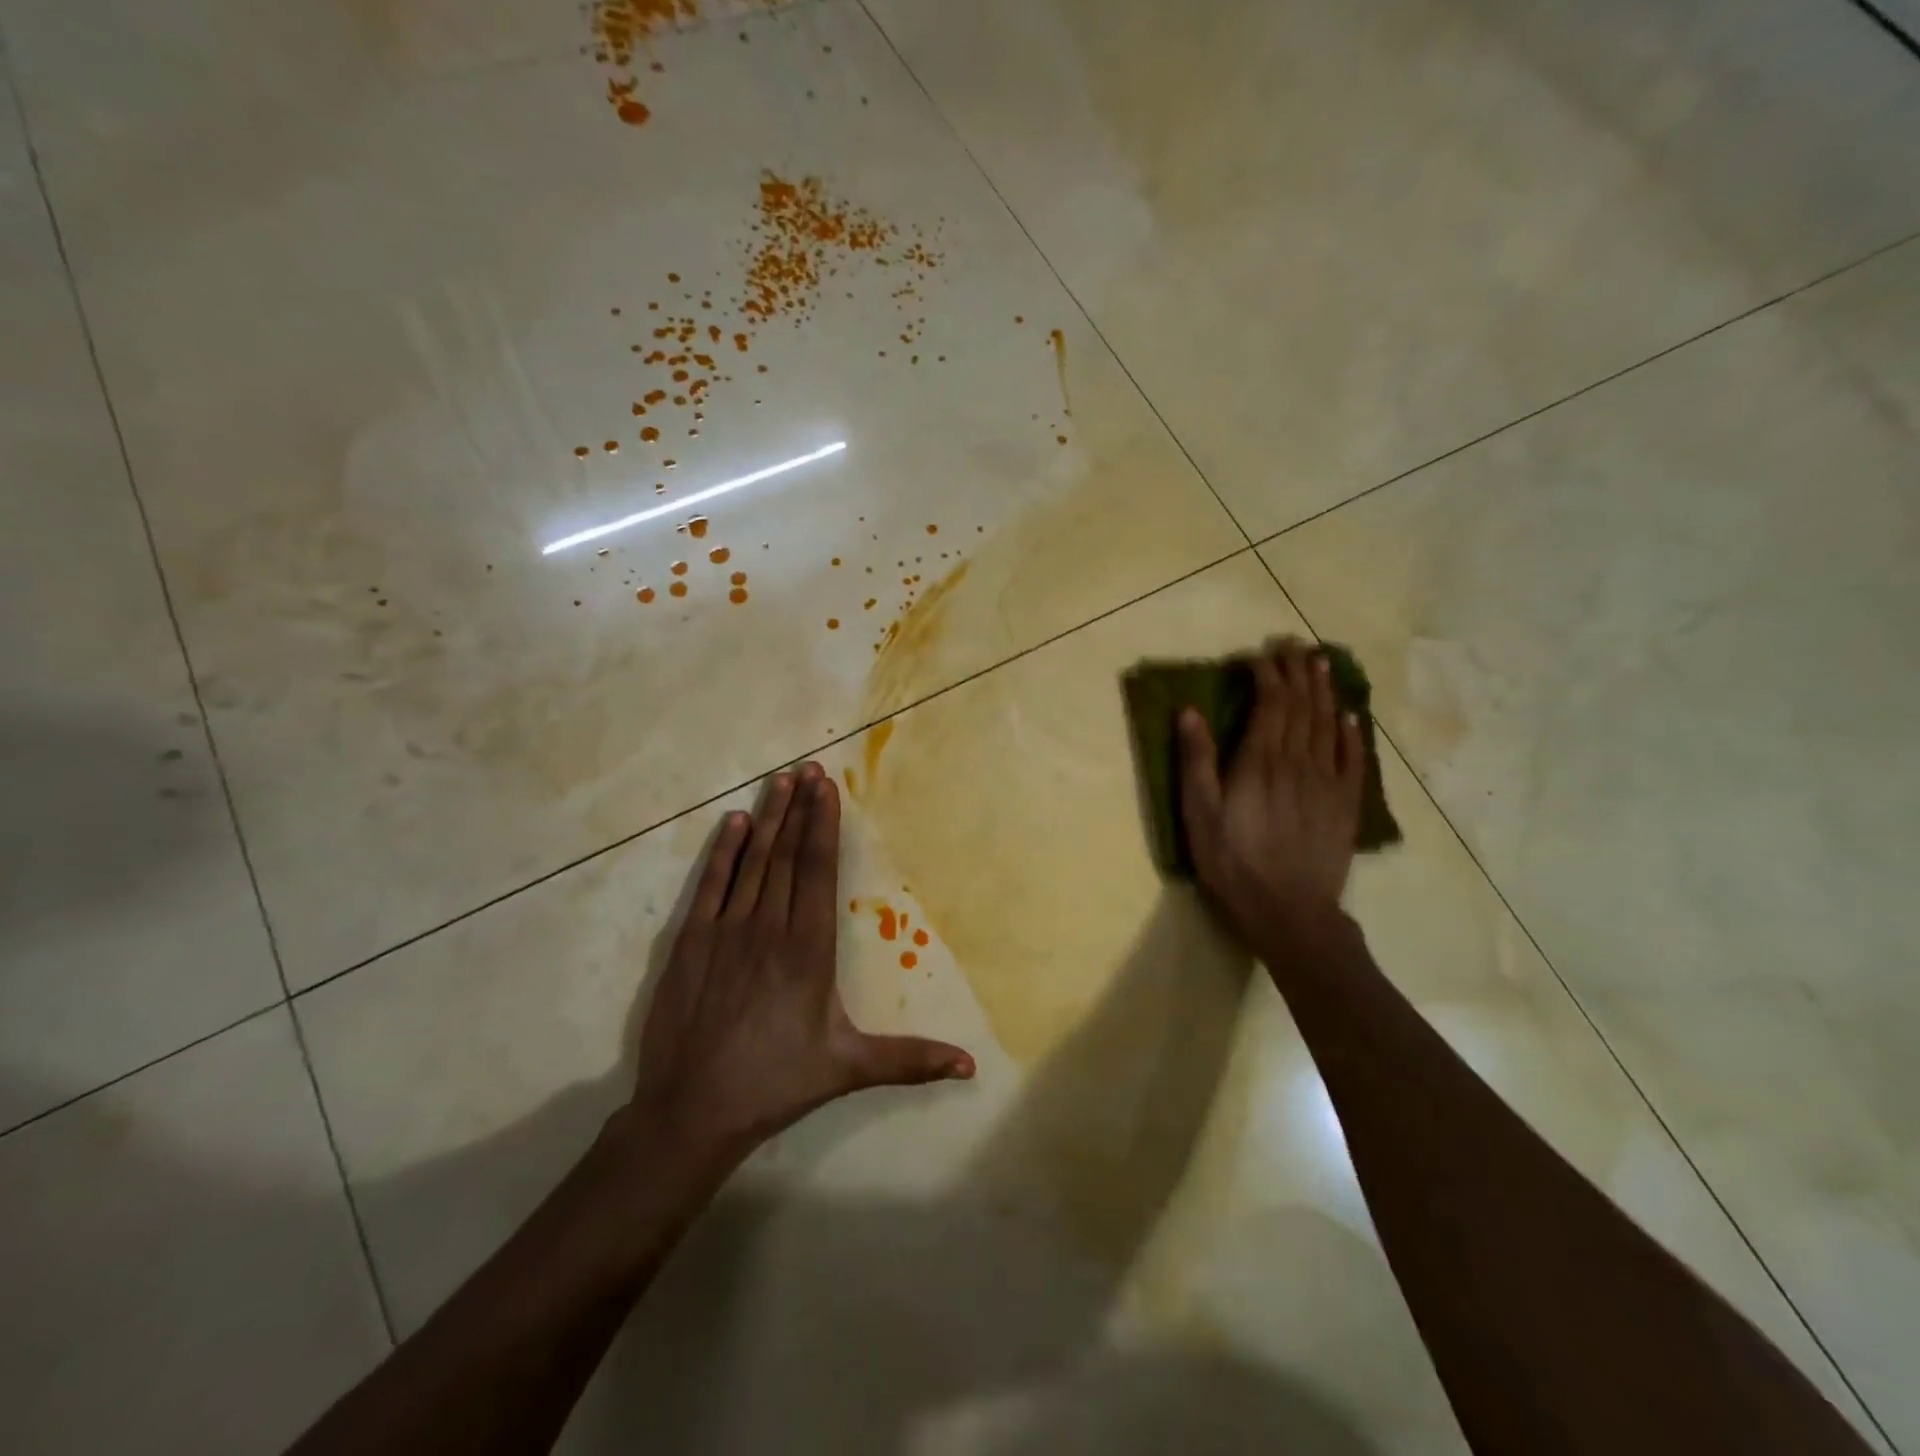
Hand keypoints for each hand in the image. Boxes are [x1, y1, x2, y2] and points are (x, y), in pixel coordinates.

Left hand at [628, 761, 973, 1168]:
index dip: (823, 825)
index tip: (827, 787)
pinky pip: (710, 884)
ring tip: (780, 780)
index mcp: (807, 948)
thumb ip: (910, 1060)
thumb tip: (971, 1066)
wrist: (691, 1110)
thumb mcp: (848, 1068)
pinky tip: (735, 823)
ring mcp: (725, 930)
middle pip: (786, 854)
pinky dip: (724, 851)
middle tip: (808, 767)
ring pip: (752, 861)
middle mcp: (767, 927)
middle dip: (799, 808)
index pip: (817, 870)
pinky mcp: (689, 942)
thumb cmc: (776, 1083)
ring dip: (768, 817)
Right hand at [1178, 640, 1365, 949]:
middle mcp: (1297, 760)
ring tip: (1320, 663)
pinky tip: (1349, 715)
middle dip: (1296, 671)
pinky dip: (1350, 731)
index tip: (1255, 655)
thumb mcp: (1198, 814)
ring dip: (1323, 690)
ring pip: (1327, 723)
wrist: (1289, 911)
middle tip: (1292, 645)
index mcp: (1260, 760)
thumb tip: (1190, 712)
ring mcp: (1327, 781)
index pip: (1269, 702)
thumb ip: (1196, 761)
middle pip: (1301, 705)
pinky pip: (1352, 757)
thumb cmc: (1232, 862)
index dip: (1265, 673)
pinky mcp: (1345, 803)